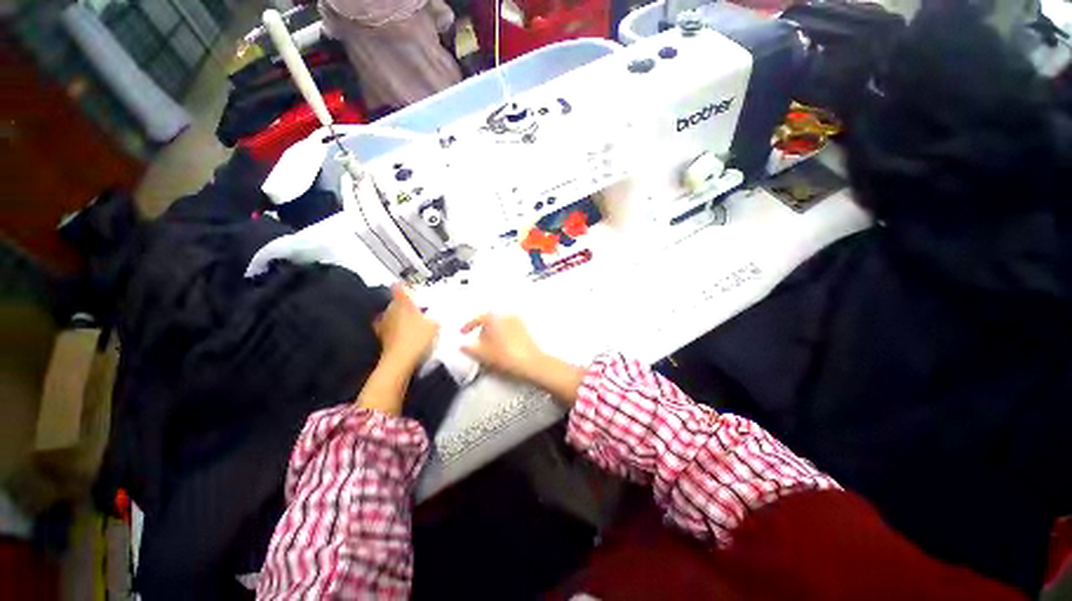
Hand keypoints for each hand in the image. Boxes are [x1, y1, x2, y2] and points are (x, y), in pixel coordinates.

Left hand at [375, 285, 439, 372]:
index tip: (405, 285)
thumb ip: (434, 318)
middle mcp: (390, 311)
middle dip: (404, 305)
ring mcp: (384, 324)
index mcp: (403, 304)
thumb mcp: (434, 325)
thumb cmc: (417, 338)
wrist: (400, 360)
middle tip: (417, 309)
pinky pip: (389, 329)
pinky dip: (395, 330)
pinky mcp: (381, 337)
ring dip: (399, 317)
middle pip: (396, 302)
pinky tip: (403, 335)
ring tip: (411, 323)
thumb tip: (436, 317)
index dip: (402, 285)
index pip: (399, 288)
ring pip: (391, 315)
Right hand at [460, 314, 543, 380]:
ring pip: (500, 327)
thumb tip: (463, 346)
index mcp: (496, 318)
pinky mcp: (526, 332)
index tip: (462, 333)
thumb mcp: (483, 354)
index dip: (469, 325)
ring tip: (489, 350)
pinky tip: (501, 351)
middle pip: (490, 322)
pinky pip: (509, 332)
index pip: (479, 318)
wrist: (532, 364)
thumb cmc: (505, 357)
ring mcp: (519, 323)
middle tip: (477, 345)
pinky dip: (502, 338)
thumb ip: (470, 349)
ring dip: (493, 336)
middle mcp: (508, 316)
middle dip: (482, 332)